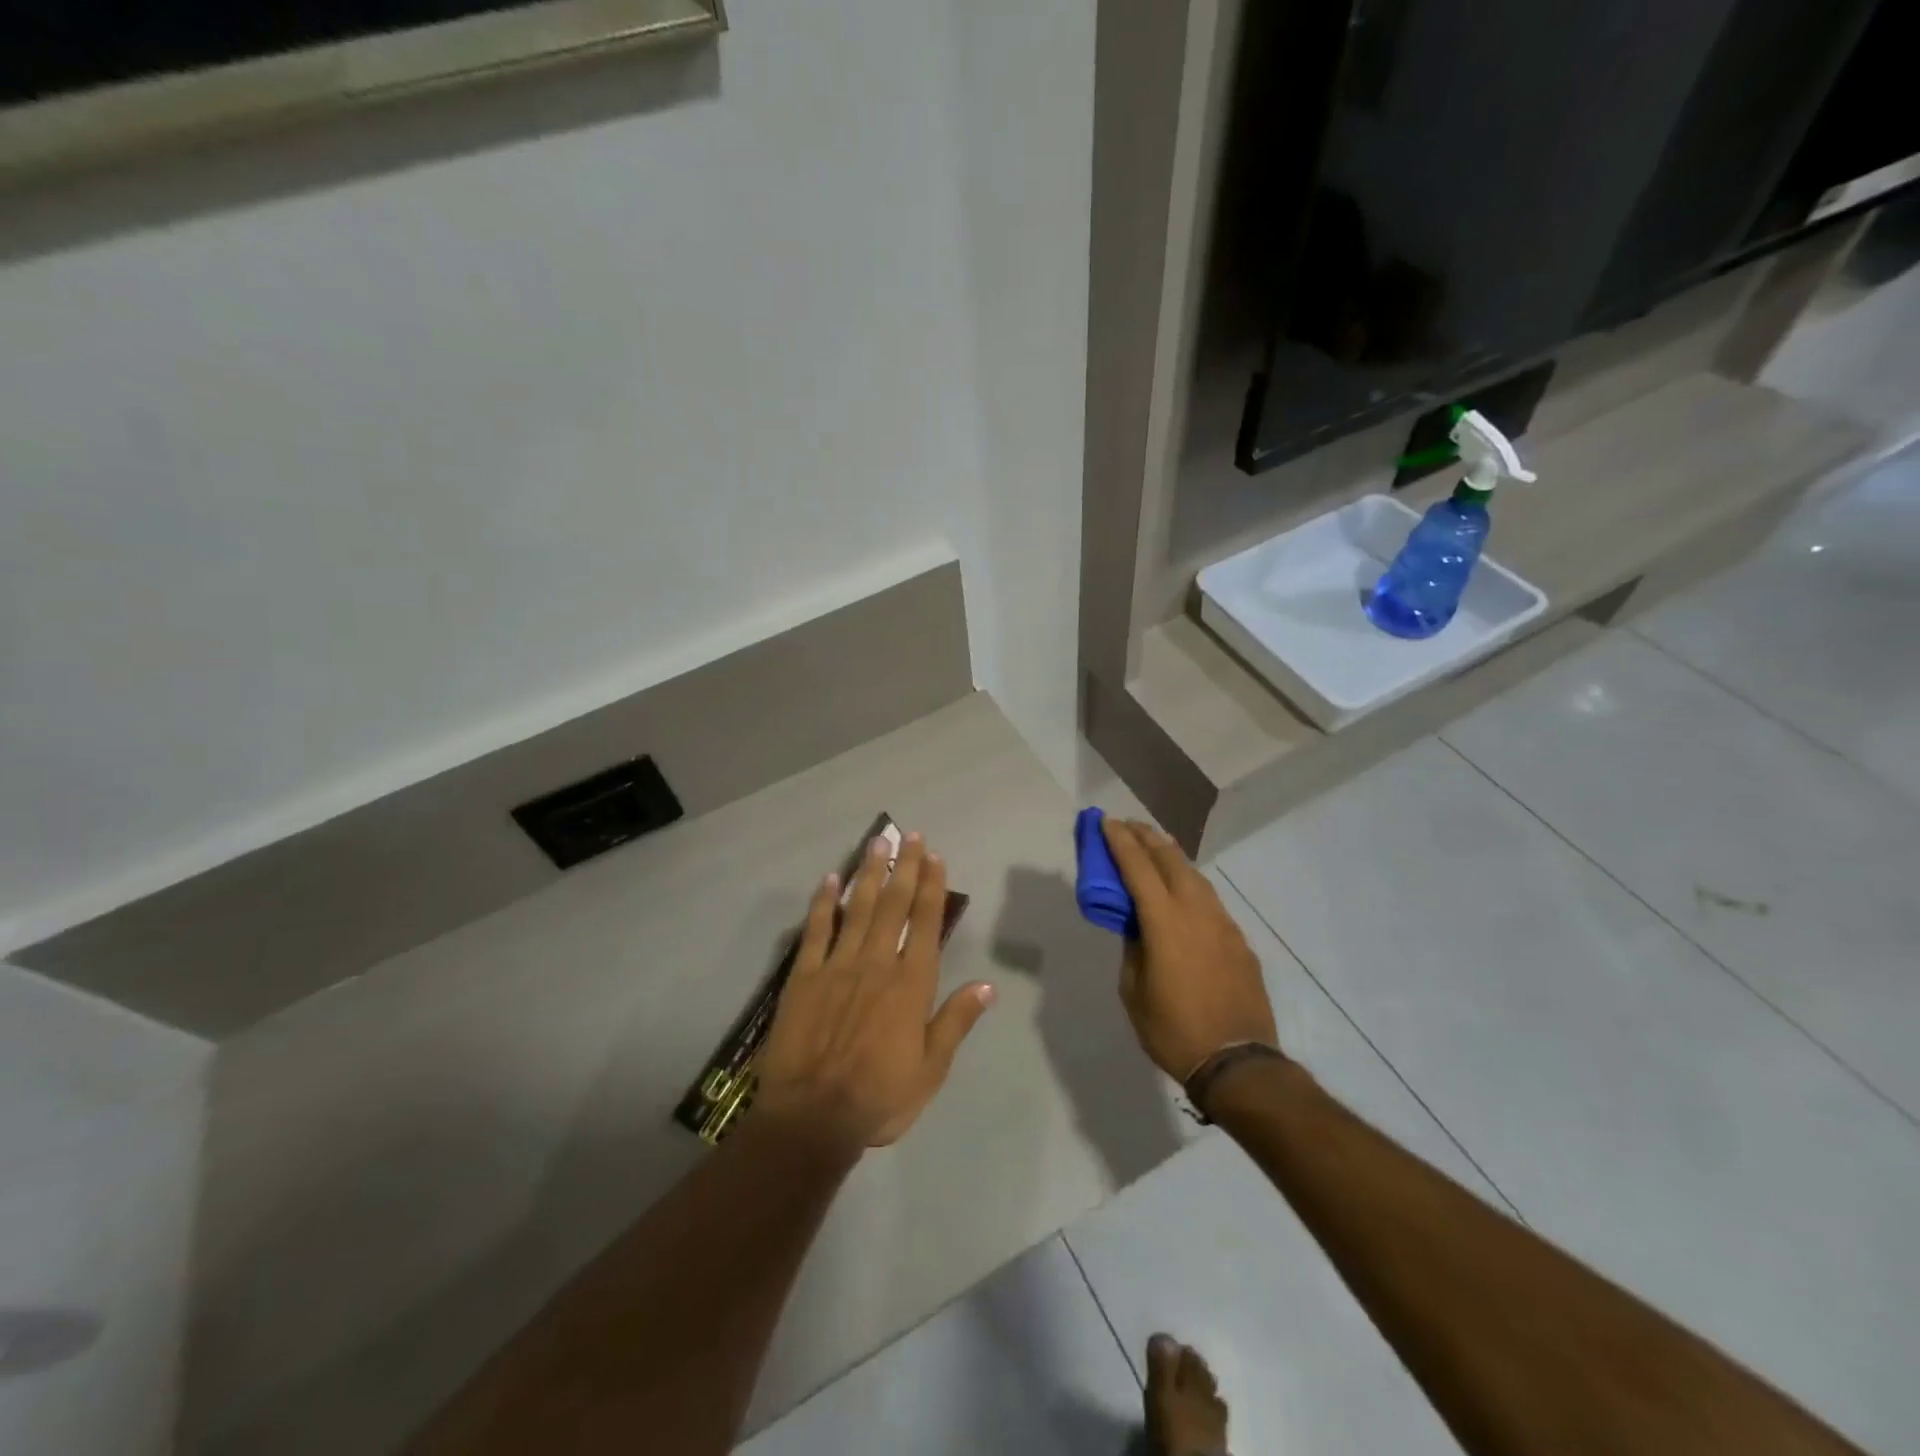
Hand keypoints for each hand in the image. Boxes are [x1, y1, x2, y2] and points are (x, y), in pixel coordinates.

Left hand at [757, 834, 995, 1149]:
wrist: (811, 1118)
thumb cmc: (878, 1098)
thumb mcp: (930, 1070)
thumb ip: (956, 1022)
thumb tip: (987, 985)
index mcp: (911, 984)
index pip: (926, 923)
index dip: (932, 887)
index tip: (935, 856)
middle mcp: (877, 963)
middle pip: (894, 905)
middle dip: (904, 867)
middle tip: (910, 835)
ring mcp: (837, 966)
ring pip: (858, 908)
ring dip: (869, 873)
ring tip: (877, 842)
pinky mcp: (803, 976)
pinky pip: (816, 930)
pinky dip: (824, 903)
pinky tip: (830, 879)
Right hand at [1101, 819, 1278, 1081]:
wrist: (1238, 1063)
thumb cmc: (1173, 1031)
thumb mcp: (1134, 990)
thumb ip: (1133, 948)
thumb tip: (1136, 926)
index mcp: (1165, 923)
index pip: (1138, 868)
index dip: (1120, 842)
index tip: (1106, 822)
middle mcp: (1197, 912)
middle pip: (1171, 860)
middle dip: (1147, 838)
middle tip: (1128, 825)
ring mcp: (1223, 924)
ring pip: (1195, 875)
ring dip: (1171, 856)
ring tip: (1155, 846)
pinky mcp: (1239, 940)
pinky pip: (1210, 899)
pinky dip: (1190, 883)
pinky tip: (1183, 890)